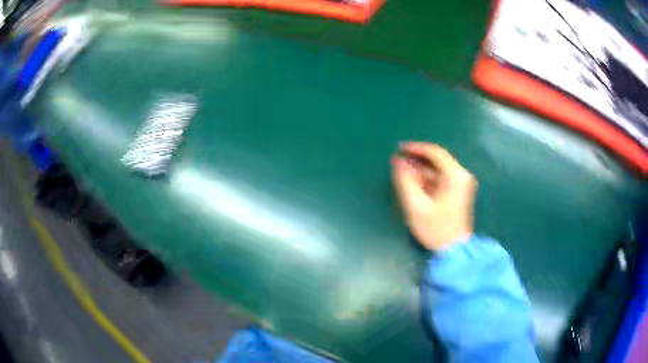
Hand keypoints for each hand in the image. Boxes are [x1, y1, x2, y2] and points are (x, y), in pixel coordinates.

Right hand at [392, 142, 476, 251]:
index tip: (398, 148)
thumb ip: (405, 181)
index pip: (435, 153)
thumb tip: (397, 161)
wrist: (454, 251)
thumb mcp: (416, 205)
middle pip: (437, 160)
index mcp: (455, 176)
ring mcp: (462, 184)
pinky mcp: (459, 192)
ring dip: (421, 170)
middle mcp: (461, 175)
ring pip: (439, 170)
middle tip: (398, 162)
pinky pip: (441, 178)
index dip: (415, 148)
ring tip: (402, 172)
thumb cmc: (436, 228)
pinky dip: (428, 179)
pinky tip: (414, 183)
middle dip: (417, 160)